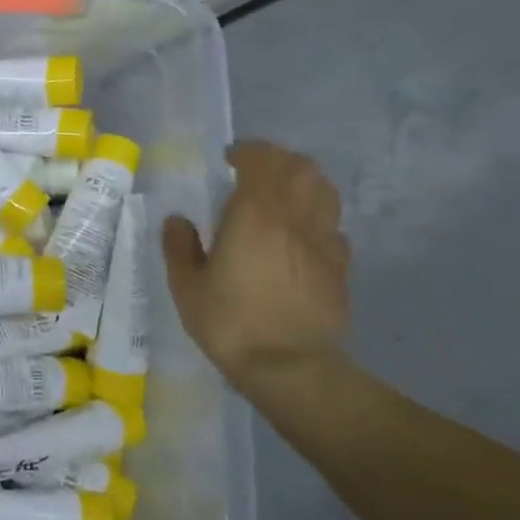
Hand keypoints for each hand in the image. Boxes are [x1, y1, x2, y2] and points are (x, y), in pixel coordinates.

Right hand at [162, 141, 349, 381]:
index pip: (262, 159)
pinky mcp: (340, 265)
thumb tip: (178, 221)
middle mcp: (295, 217)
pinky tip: (298, 237)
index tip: (229, 160)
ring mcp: (324, 240)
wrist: (289, 367)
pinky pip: (332, 225)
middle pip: (301, 167)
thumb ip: (179, 246)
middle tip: (254, 173)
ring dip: (302, 183)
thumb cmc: (230, 322)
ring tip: (280, 198)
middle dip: (278, 161)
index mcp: (256, 213)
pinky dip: (316, 218)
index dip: (247, 151)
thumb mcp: (186, 286)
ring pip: (325, 190)